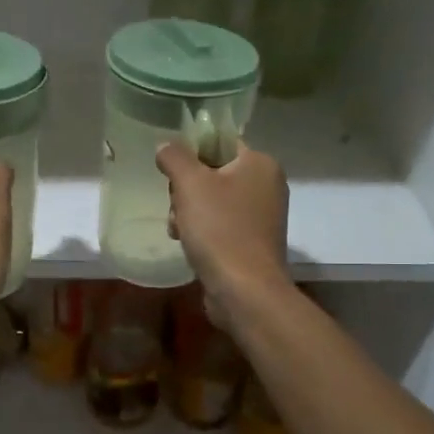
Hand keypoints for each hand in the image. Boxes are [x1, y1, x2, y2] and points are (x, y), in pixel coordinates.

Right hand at [156, 142, 290, 326]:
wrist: (244, 290)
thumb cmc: (220, 229)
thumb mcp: (190, 184)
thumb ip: (175, 157)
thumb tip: (166, 146)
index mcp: (260, 164)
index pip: (220, 142)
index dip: (191, 153)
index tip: (173, 172)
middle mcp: (267, 186)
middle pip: (213, 173)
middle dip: (186, 190)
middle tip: (176, 206)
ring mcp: (261, 217)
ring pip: (212, 201)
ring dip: (188, 213)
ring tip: (178, 230)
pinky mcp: (252, 243)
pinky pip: (220, 225)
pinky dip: (201, 232)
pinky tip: (187, 244)